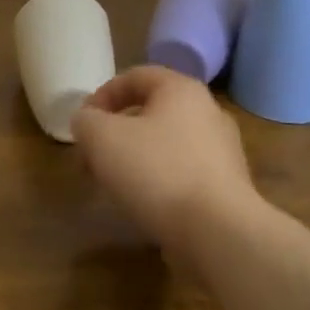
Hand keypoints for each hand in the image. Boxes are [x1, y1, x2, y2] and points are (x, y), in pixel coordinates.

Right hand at [70, 66, 258, 249]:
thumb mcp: (102, 138)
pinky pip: (182, 174)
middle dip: (115, 132)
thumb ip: (86, 121)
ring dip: (134, 158)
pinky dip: (157, 182)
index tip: (82, 122)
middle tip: (91, 156)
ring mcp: (222, 152)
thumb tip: (87, 122)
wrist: (218, 233)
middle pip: (150, 112)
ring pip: (165, 145)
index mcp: (181, 90)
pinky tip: (141, 203)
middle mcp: (208, 113)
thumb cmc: (157, 171)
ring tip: (111, 183)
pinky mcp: (226, 188)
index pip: (135, 76)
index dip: (102, 95)